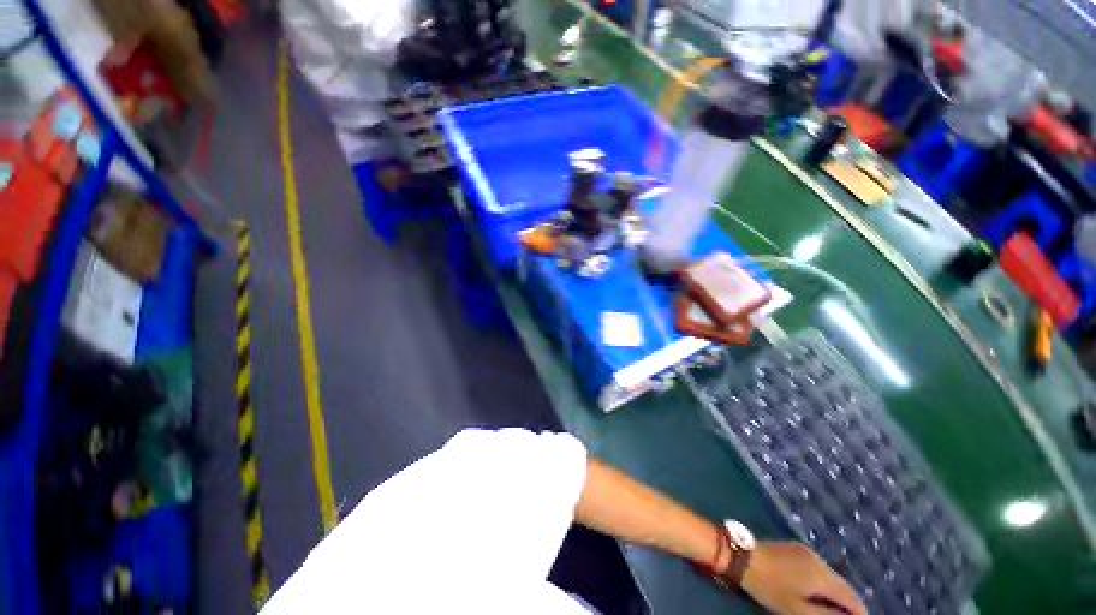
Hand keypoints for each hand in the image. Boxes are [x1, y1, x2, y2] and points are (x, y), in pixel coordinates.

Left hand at [741, 542, 866, 614]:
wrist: (741, 556)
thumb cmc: (769, 587)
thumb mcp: (798, 610)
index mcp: (822, 575)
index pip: (851, 597)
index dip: (860, 613)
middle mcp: (818, 559)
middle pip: (842, 585)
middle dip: (849, 604)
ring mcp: (805, 551)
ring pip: (830, 576)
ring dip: (836, 592)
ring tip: (837, 610)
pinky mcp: (794, 549)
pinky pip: (817, 569)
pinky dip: (823, 583)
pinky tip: (819, 593)